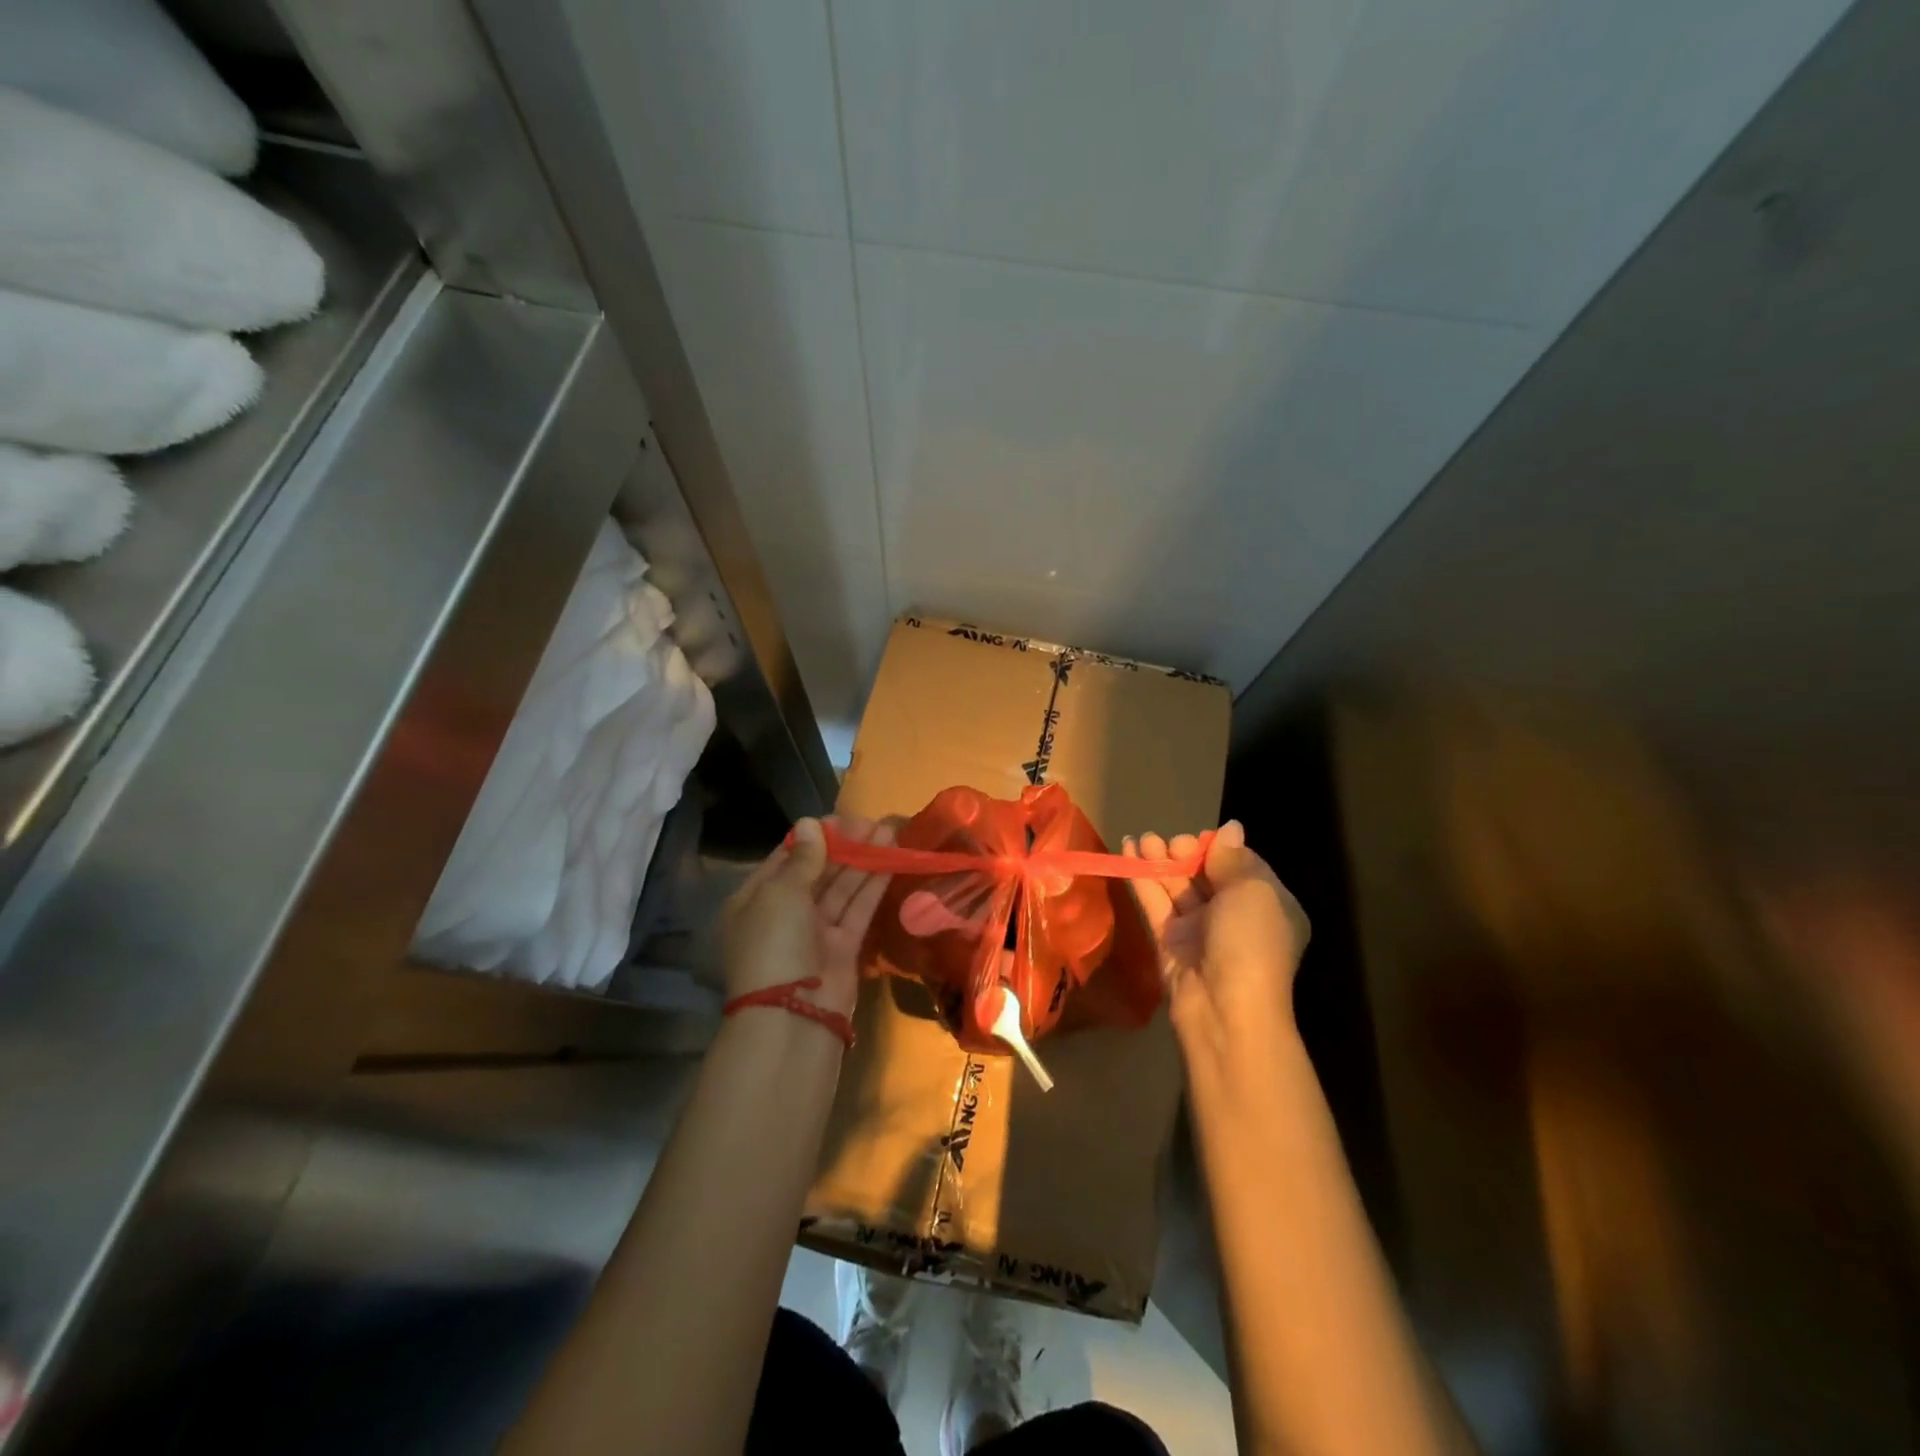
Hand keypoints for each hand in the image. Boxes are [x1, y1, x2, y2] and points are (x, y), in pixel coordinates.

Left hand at [720, 815, 894, 1017]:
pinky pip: (858, 909)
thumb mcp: (781, 894)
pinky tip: (890, 860)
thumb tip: (809, 823)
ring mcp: (815, 932)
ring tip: (887, 832)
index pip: (785, 860)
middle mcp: (784, 915)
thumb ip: (803, 859)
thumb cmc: (775, 944)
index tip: (839, 818)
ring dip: (863, 861)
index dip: (812, 838)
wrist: (793, 1016)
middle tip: (870, 822)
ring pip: (841, 889)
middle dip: (843, 847)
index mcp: (754, 901)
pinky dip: (872, 886)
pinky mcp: (843, 947)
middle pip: (816, 873)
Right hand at [1125, 821, 1311, 1058]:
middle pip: (1206, 873)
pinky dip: (1142, 877)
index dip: (1219, 848)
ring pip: (1177, 885)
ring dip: (1160, 859)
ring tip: (1142, 838)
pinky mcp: (1169, 941)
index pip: (1242, 866)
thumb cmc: (1251, 943)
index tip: (1200, 839)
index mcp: (1269, 906)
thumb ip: (1233, 858)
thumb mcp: (1253, 891)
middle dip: (1186, 852)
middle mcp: (1236, 916)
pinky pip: (1155, 902)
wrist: (1225, 1009)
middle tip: (1171, 844)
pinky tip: (1128, 851)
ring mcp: (1200, 930)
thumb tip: (1230, 829)